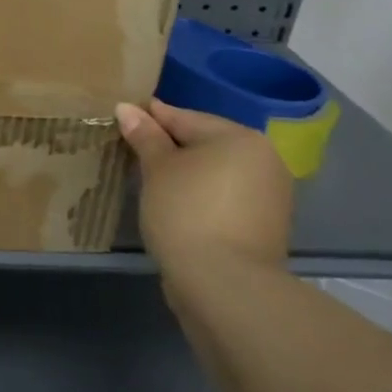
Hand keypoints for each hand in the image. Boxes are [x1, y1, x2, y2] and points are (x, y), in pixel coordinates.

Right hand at [114, 99, 292, 279]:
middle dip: (169, 145)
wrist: (224, 283)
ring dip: (186, 172)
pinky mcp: (265, 224)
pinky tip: (176, 204)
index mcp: (239, 137)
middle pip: (204, 142)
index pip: (184, 117)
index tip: (121, 119)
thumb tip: (126, 108)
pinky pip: (224, 195)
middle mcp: (263, 159)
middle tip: (132, 151)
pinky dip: (201, 194)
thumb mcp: (157, 168)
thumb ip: (144, 135)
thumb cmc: (186, 212)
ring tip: (150, 180)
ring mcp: (269, 194)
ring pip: (215, 170)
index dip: (149, 118)